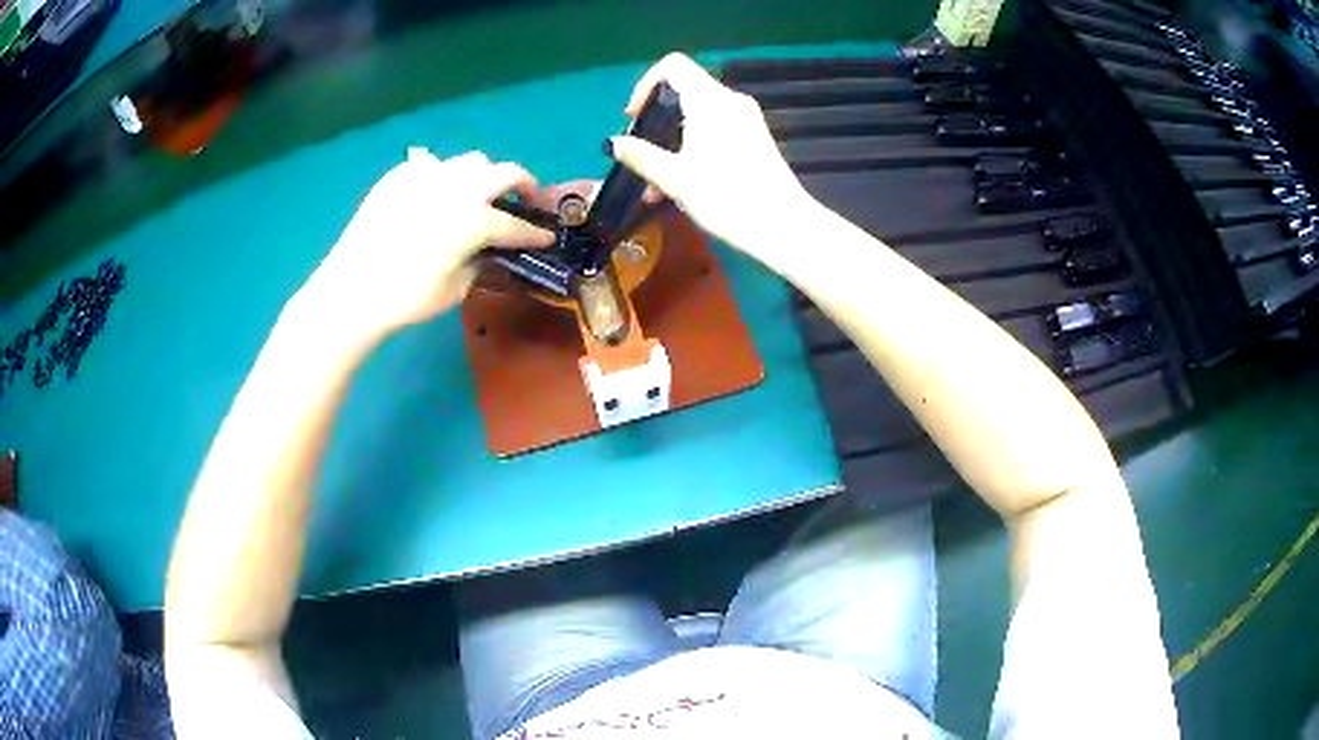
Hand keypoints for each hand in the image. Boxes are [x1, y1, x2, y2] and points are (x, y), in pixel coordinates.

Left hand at [302, 148, 553, 338]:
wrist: (351, 288)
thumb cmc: (406, 297)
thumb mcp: (456, 288)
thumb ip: (481, 262)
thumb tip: (489, 251)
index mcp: (476, 218)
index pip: (517, 224)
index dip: (536, 232)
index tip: (548, 236)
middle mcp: (458, 186)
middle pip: (505, 172)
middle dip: (523, 185)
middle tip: (527, 200)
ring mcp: (427, 175)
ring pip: (471, 162)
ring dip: (485, 176)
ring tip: (480, 195)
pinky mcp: (400, 176)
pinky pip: (432, 166)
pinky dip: (445, 178)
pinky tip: (436, 197)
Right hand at [608, 53, 815, 255]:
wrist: (784, 227)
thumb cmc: (727, 198)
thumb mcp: (675, 178)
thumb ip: (641, 156)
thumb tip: (613, 142)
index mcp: (710, 100)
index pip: (673, 66)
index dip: (646, 84)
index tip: (634, 117)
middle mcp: (730, 101)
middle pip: (684, 93)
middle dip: (656, 123)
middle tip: (640, 156)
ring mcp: (746, 120)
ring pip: (698, 117)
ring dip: (671, 144)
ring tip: (656, 187)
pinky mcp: (755, 139)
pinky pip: (715, 131)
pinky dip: (693, 148)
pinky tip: (682, 186)